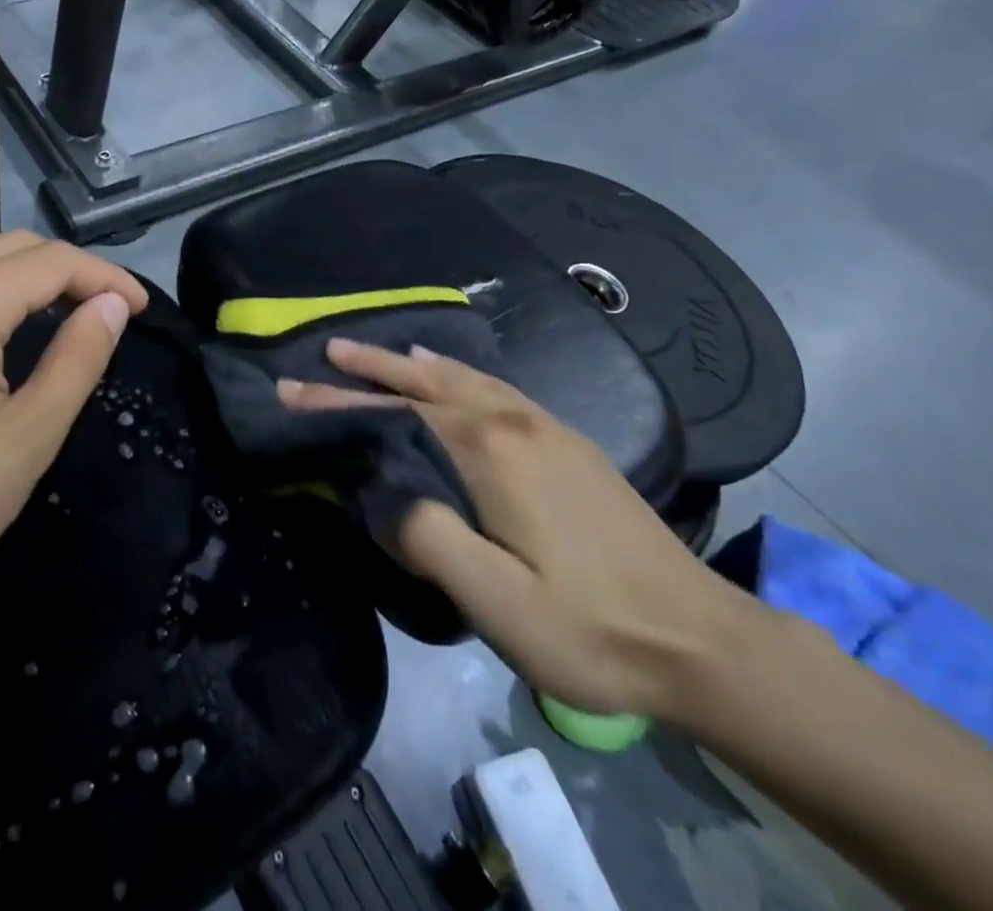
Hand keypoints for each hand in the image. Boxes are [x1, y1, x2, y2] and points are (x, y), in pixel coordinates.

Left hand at [0, 222, 146, 643]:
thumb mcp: (27, 438)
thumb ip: (77, 359)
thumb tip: (111, 305)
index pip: (51, 263)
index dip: (105, 279)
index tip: (141, 309)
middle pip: (8, 245)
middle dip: (66, 269)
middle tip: (105, 311)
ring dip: (11, 258)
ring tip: (44, 299)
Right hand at [278, 340, 767, 721]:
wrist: (703, 641)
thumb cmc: (590, 626)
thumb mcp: (497, 600)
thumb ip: (427, 536)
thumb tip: (382, 493)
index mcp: (487, 450)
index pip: (395, 412)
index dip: (337, 401)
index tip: (289, 389)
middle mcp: (512, 422)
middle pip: (427, 380)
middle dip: (374, 365)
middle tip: (328, 350)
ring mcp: (545, 428)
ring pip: (464, 377)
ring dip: (414, 363)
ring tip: (382, 354)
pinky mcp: (568, 444)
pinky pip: (495, 388)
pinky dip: (459, 373)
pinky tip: (456, 378)